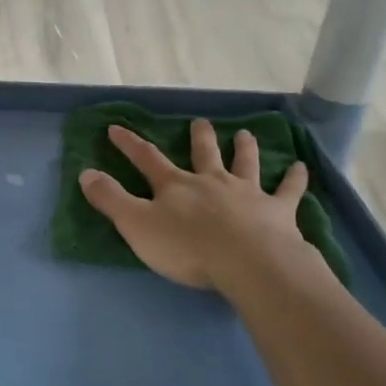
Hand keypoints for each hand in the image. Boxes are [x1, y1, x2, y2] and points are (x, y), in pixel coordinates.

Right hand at [79, 120, 319, 291]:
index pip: (147, 159)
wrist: (247, 263)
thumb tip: (85, 173)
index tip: (116, 128)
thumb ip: (111, 200)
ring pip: (244, 164)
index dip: (129, 144)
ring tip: (244, 134)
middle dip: (199, 137)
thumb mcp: (137, 225)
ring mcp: (247, 193)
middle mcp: (211, 181)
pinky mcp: (277, 212)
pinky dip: (294, 179)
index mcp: (175, 186)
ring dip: (244, 148)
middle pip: (204, 154)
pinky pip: (288, 191)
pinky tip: (300, 168)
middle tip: (200, 122)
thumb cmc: (187, 247)